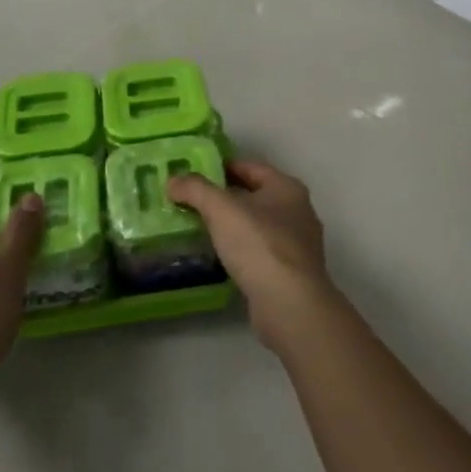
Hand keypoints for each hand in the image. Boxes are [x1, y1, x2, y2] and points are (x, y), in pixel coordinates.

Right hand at [168, 159, 335, 352]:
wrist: (289, 305)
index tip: (192, 173)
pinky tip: (219, 258)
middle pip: (253, 195)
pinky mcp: (291, 273)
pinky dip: (240, 251)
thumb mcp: (221, 209)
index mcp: (286, 187)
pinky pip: (259, 252)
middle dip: (223, 197)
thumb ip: (196, 189)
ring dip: (231, 226)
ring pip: (257, 225)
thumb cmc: (259, 245)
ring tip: (198, 228)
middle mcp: (297, 211)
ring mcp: (297, 244)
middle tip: (189, 201)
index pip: (249, 166)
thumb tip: (173, 180)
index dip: (220, 166)